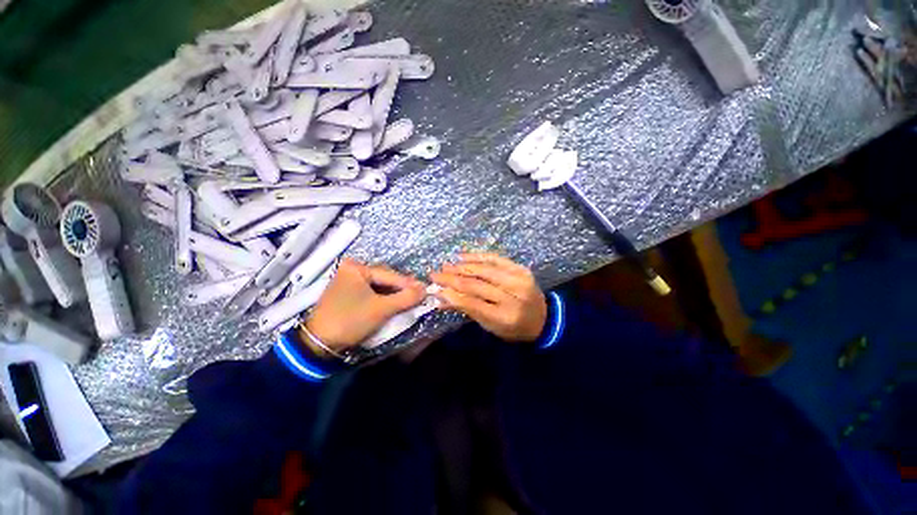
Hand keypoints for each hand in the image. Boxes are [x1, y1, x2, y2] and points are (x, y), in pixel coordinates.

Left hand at [304, 258, 426, 353]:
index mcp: (356, 268)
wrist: (318, 344)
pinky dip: (383, 297)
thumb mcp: (381, 309)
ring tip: (409, 299)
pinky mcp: (347, 293)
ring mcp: (348, 281)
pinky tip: (394, 302)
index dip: (408, 283)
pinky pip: (371, 292)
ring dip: (393, 293)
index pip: (389, 274)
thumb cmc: (350, 320)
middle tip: (418, 295)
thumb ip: (405, 298)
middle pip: (384, 278)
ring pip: (378, 285)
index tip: (425, 289)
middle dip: (401, 288)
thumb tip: (425, 289)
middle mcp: (351, 270)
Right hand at [431, 253, 546, 342]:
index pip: (471, 303)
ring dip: (461, 267)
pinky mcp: (520, 269)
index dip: (451, 295)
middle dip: (452, 279)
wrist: (542, 319)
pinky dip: (477, 256)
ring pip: (483, 270)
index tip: (434, 289)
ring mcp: (518, 280)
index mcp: (504, 317)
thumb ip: (466, 310)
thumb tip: (441, 299)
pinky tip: (462, 256)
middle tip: (435, 275)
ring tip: (445, 266)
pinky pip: (495, 258)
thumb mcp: (490, 326)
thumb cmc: (513, 328)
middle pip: (476, 284)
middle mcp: (512, 297)